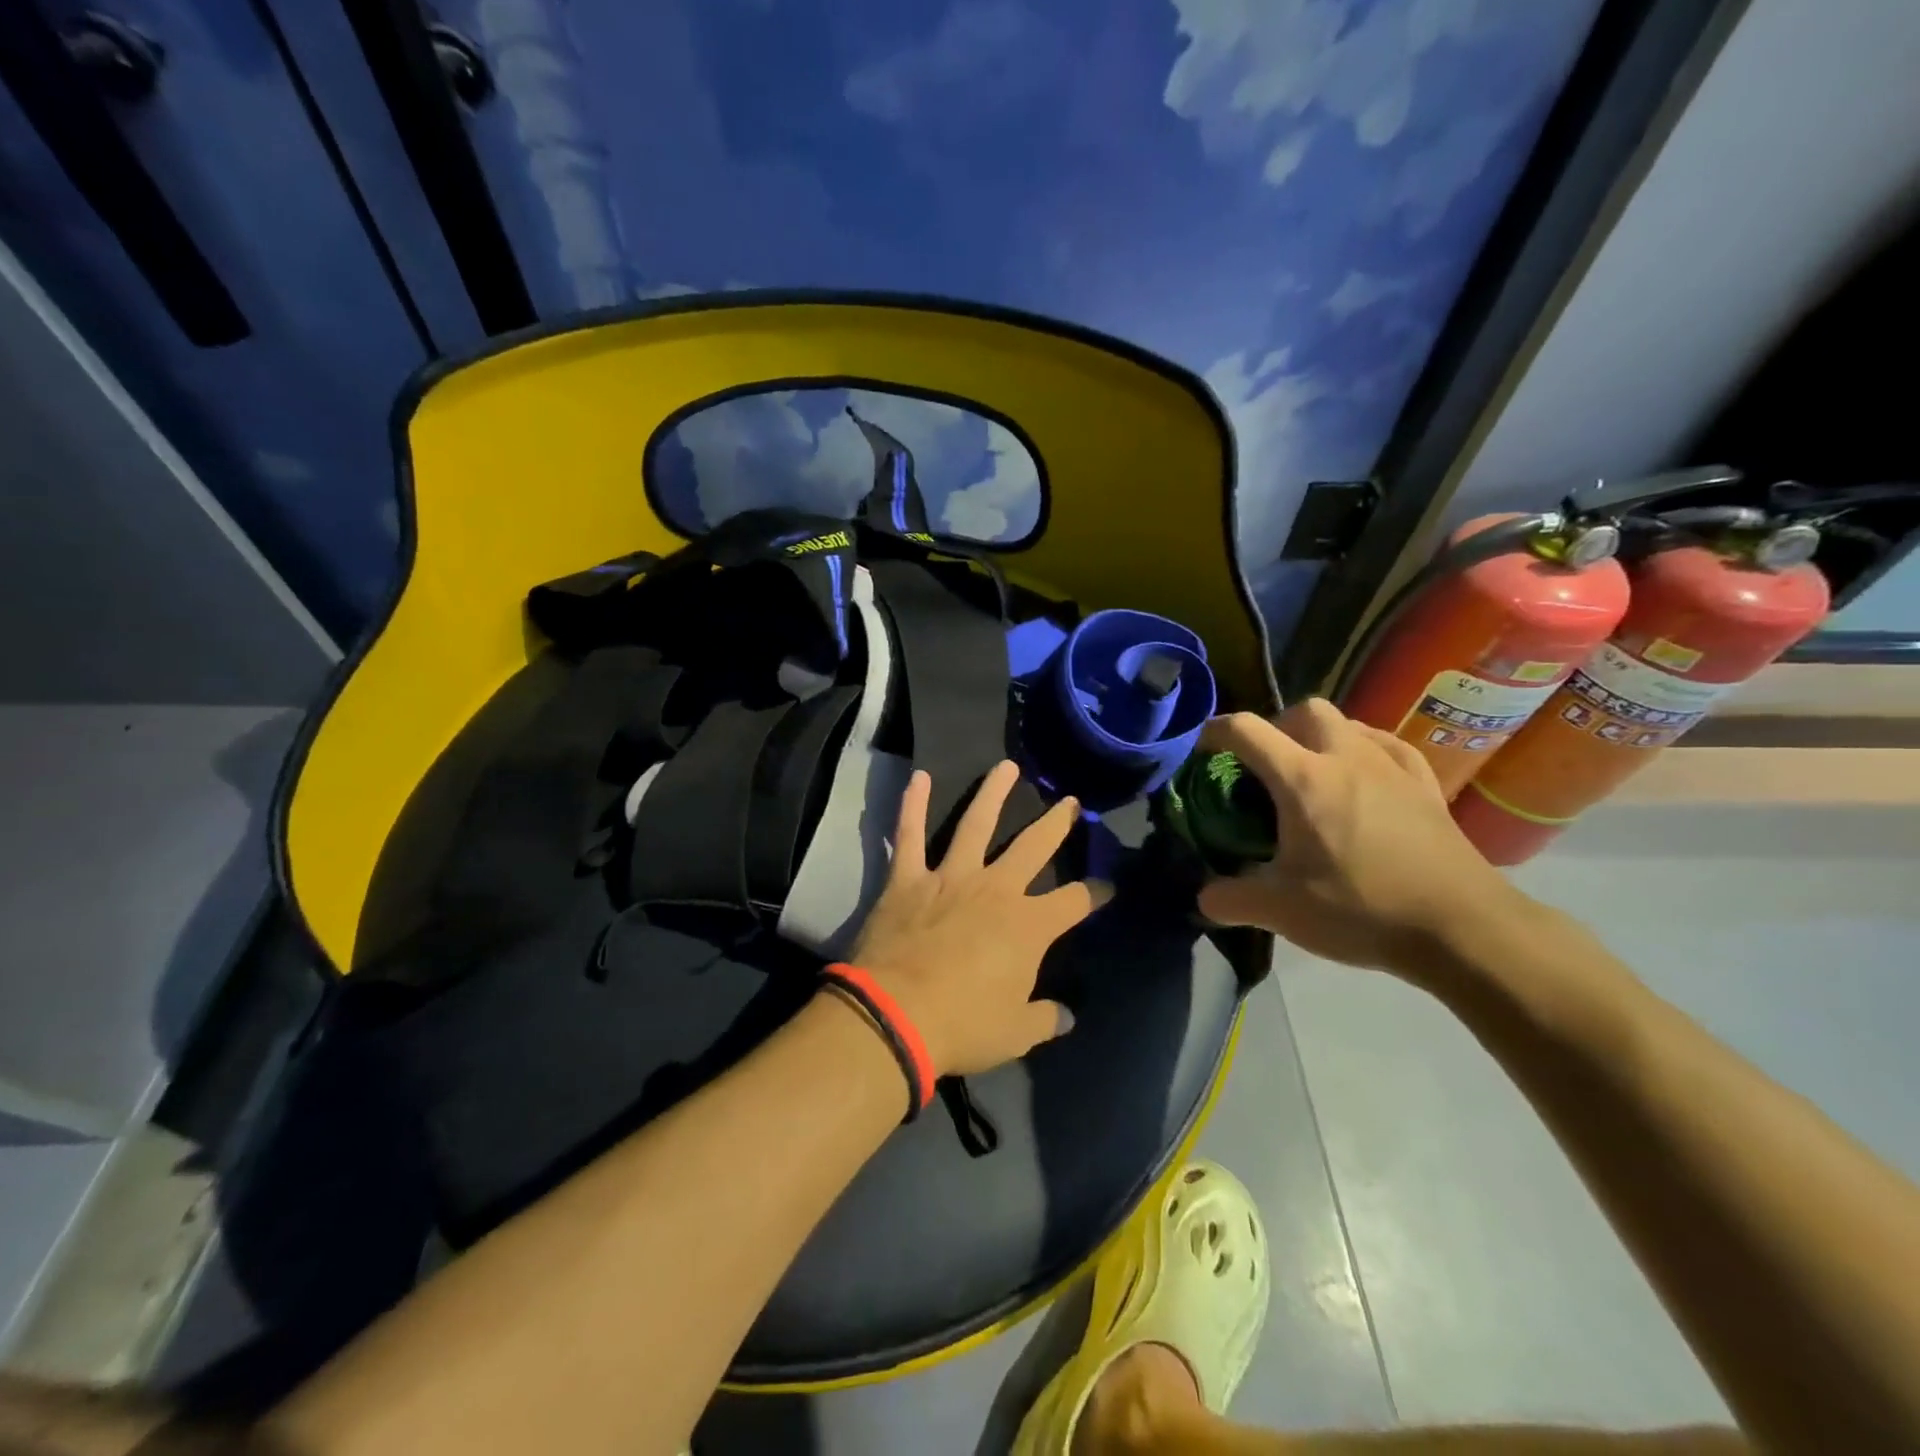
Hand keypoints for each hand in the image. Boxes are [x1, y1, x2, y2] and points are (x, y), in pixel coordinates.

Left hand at [848, 761, 1110, 1077]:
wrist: (896, 1015)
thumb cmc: (963, 1025)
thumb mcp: (1015, 1033)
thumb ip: (1044, 1020)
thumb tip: (1066, 1016)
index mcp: (1028, 925)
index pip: (1076, 902)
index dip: (1096, 893)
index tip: (1109, 886)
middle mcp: (996, 889)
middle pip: (1034, 847)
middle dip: (1056, 824)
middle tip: (1070, 802)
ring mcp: (951, 877)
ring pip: (976, 823)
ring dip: (993, 792)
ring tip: (1006, 767)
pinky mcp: (909, 878)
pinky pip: (909, 834)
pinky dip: (912, 805)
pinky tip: (918, 777)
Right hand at [1197, 700, 1526, 977]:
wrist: (1462, 928)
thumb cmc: (1362, 909)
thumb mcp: (1281, 911)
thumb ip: (1230, 899)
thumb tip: (1204, 896)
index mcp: (1303, 779)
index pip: (1246, 730)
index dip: (1214, 731)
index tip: (1201, 749)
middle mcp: (1346, 756)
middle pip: (1303, 710)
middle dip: (1276, 727)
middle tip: (1265, 766)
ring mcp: (1391, 765)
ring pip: (1348, 722)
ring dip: (1319, 737)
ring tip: (1311, 774)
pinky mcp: (1425, 784)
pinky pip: (1386, 745)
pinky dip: (1363, 750)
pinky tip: (1362, 778)